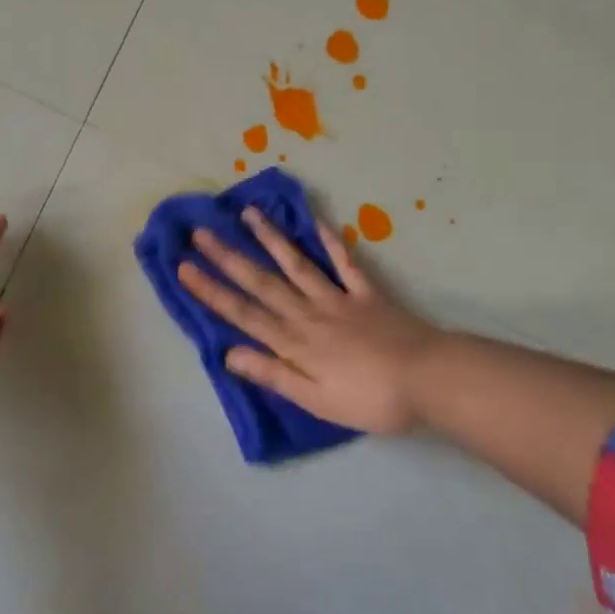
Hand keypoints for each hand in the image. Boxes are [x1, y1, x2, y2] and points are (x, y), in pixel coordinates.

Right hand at [176, 208, 447, 433]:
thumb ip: (274, 374)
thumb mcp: (316, 400)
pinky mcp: (367, 293)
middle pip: (261, 282)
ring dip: (270, 238)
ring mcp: (338, 298)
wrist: (430, 380)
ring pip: (296, 264)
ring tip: (247, 213)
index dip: (211, 291)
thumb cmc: (371, 399)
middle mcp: (308, 313)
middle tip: (201, 232)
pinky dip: (331, 242)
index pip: (243, 313)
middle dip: (228, 257)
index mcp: (294, 342)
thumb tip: (229, 353)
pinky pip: (345, 263)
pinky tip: (316, 221)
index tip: (184, 267)